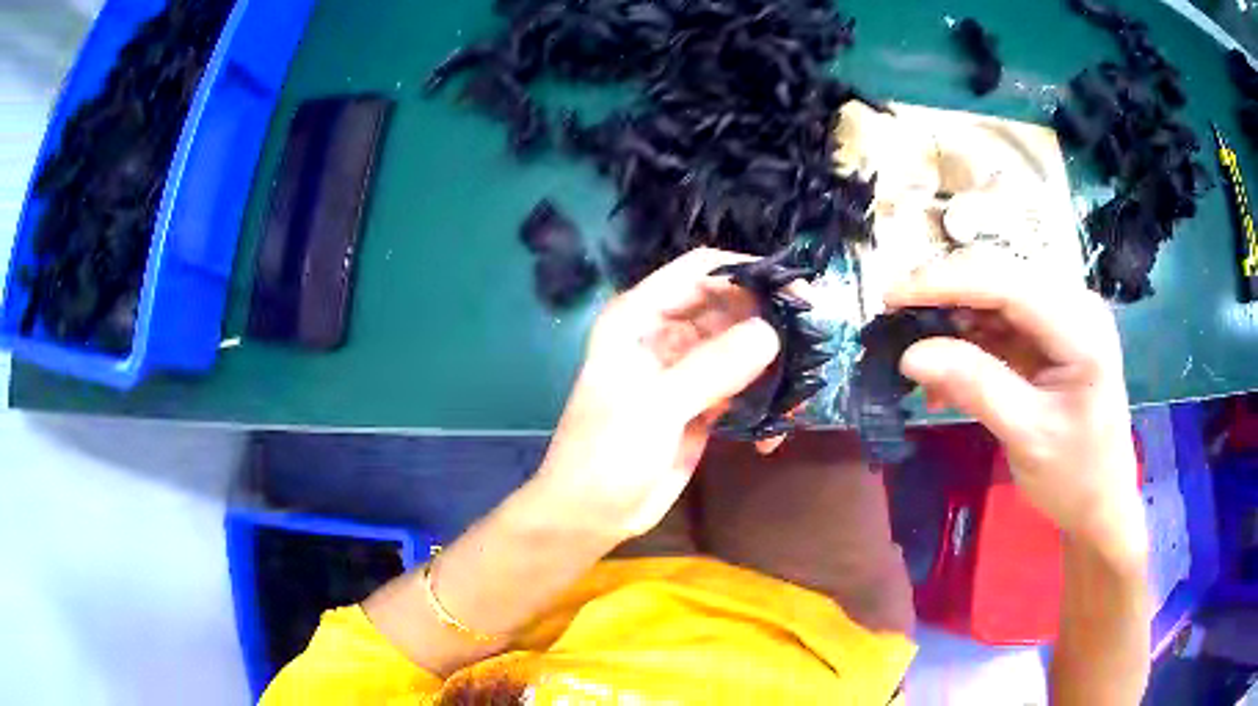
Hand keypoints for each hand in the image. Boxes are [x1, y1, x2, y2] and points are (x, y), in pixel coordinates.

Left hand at [532, 248, 779, 541]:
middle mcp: (666, 333)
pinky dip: (765, 398)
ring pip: (741, 346)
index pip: (700, 272)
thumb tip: (771, 333)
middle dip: (770, 320)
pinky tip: (778, 427)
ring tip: (805, 387)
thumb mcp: (655, 407)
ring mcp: (687, 369)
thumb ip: (712, 367)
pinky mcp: (703, 402)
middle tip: (815, 342)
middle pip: (729, 306)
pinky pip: (744, 385)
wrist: (592, 514)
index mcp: (640, 317)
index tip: (797, 293)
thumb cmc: (605, 454)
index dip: (747, 273)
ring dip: (774, 362)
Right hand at [886, 248, 1144, 565]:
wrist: (1101, 503)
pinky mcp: (1050, 336)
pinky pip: (999, 325)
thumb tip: (910, 354)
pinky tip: (945, 376)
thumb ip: (975, 387)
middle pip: (998, 279)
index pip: (1007, 284)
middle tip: (894, 320)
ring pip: (993, 298)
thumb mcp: (1026, 435)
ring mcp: (1062, 318)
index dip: (946, 282)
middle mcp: (1073, 306)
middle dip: (944, 296)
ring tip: (917, 357)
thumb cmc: (1075, 476)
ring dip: (952, 322)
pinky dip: (967, 344)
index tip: (891, 295)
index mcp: (1080, 326)